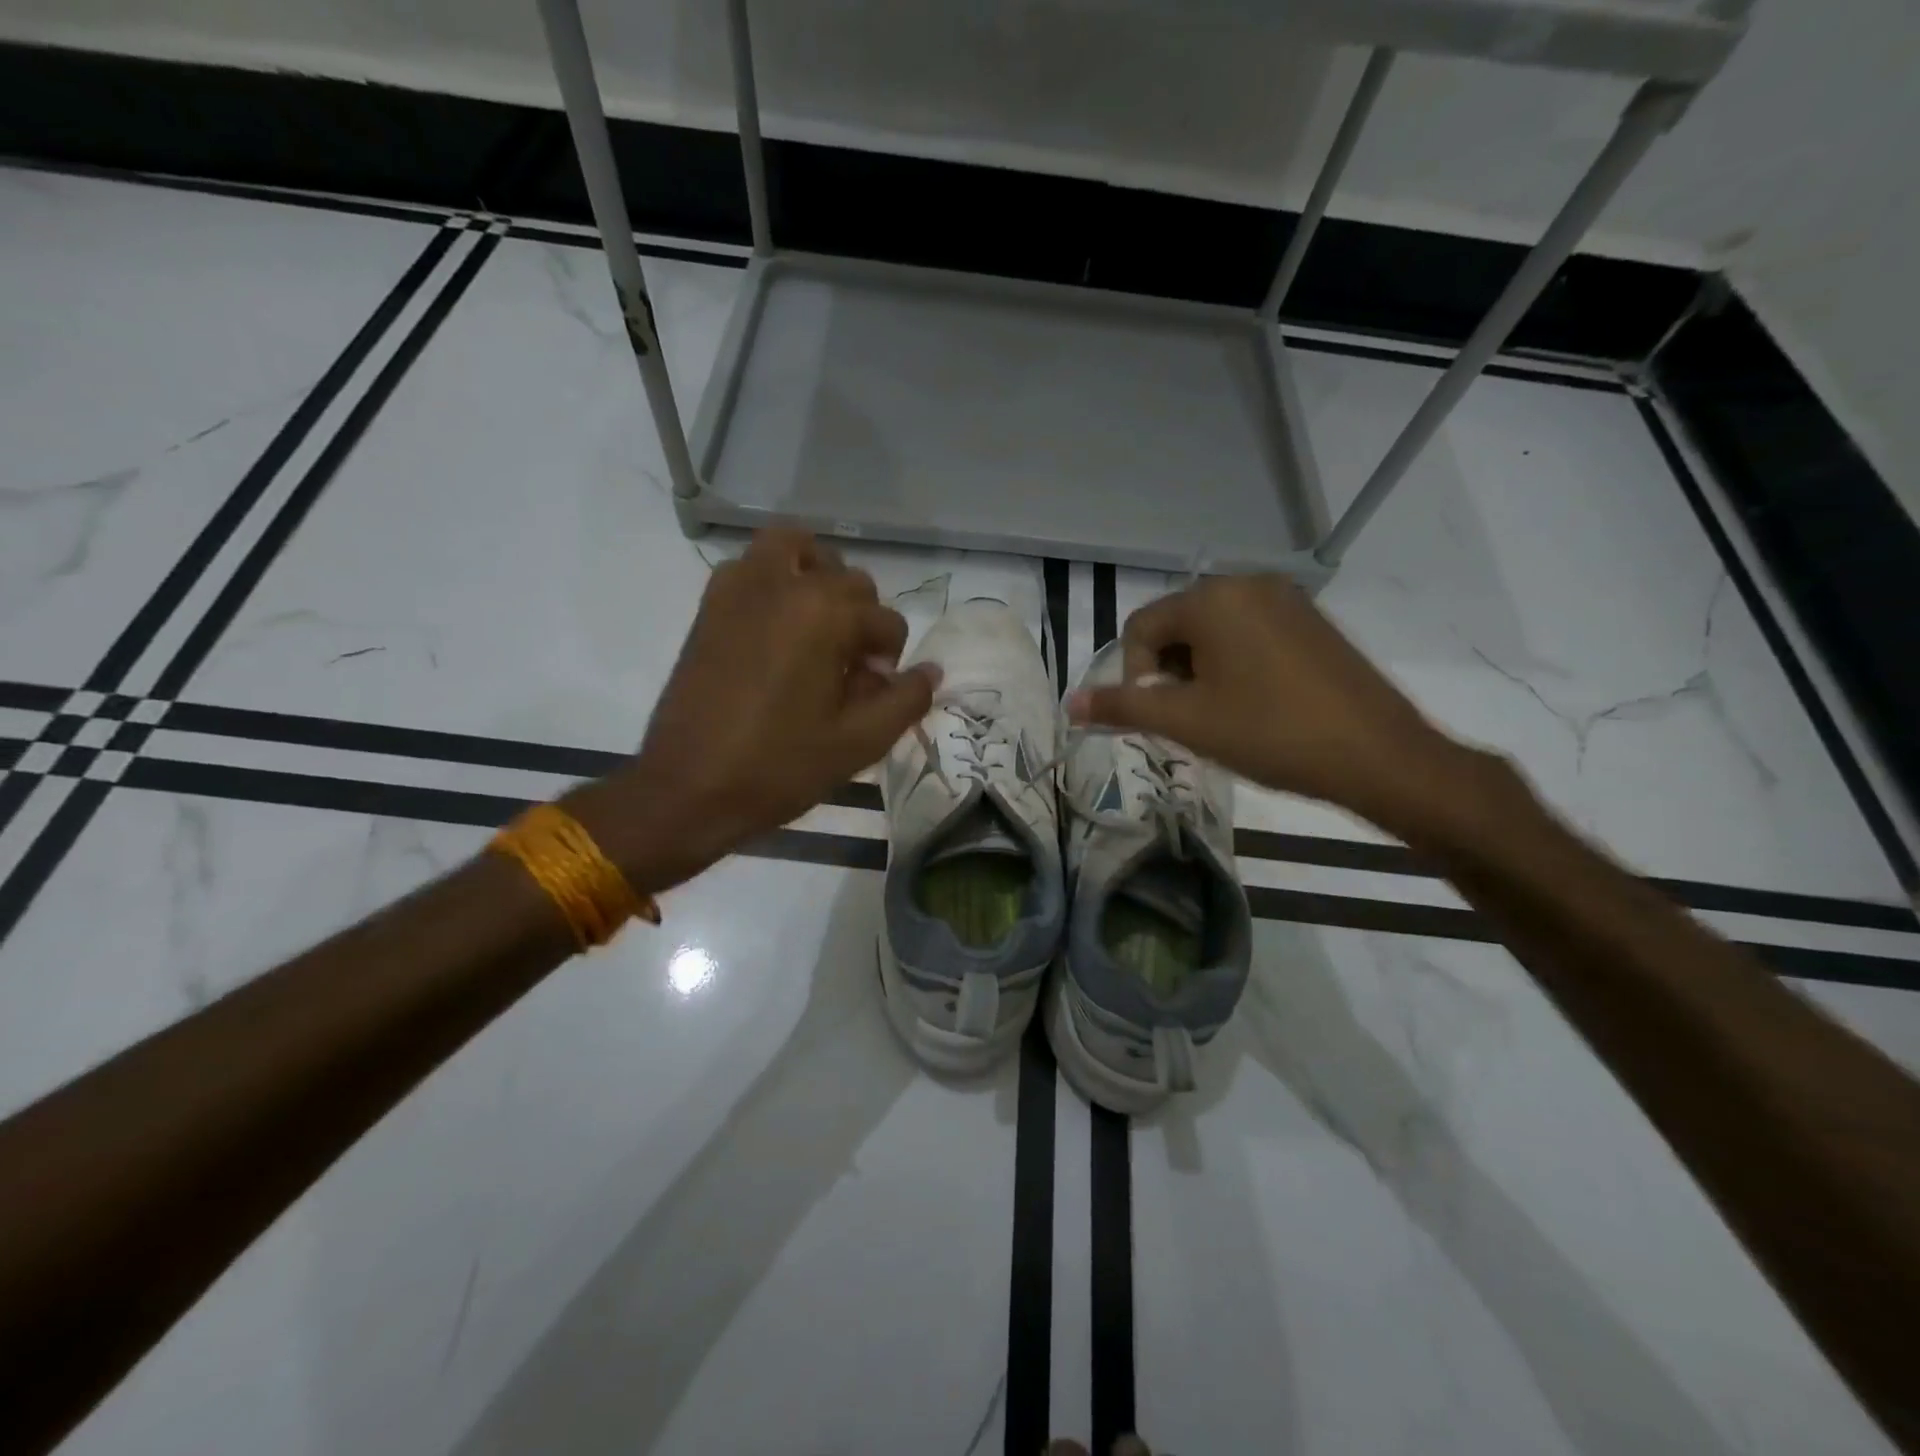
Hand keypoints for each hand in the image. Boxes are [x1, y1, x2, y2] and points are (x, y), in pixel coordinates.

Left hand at [576, 530, 937, 889]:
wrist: (688, 788)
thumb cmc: (779, 767)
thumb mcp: (859, 744)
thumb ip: (905, 700)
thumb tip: (930, 671)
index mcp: (825, 614)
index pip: (886, 620)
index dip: (890, 658)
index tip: (872, 692)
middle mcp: (785, 584)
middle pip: (849, 580)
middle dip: (861, 619)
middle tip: (848, 669)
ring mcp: (740, 588)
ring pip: (796, 548)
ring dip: (818, 575)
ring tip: (818, 625)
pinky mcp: (711, 604)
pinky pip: (753, 565)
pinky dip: (775, 578)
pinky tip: (778, 629)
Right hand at [1066, 573, 1470, 826]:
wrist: (1378, 755)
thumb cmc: (1271, 734)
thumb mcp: (1188, 722)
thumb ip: (1123, 707)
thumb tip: (1069, 704)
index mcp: (1213, 599)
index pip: (1142, 627)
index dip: (1136, 675)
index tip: (1160, 717)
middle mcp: (1248, 584)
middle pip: (1177, 625)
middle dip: (1170, 672)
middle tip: (1190, 719)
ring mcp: (1286, 599)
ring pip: (1213, 631)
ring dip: (1200, 671)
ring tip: (1221, 716)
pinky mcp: (1311, 620)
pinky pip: (1249, 634)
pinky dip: (1234, 665)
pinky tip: (1254, 705)